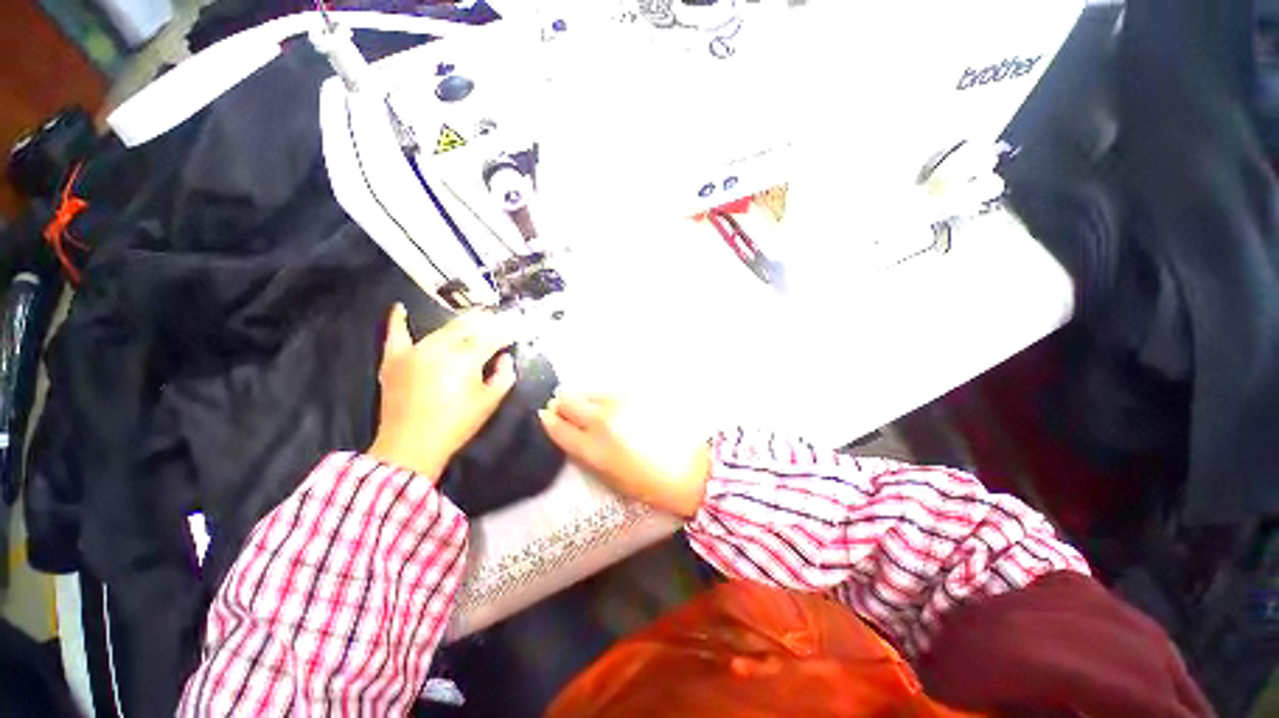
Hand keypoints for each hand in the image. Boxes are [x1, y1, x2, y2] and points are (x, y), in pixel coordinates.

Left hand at [368, 305, 517, 479]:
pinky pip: (396, 335)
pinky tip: (400, 309)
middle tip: (497, 320)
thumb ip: (504, 376)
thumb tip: (505, 358)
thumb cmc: (456, 425)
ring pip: (441, 329)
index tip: (515, 332)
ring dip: (459, 324)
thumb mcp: (489, 403)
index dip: (506, 334)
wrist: (410, 446)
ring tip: (472, 320)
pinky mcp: (394, 359)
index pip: (491, 338)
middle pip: (467, 327)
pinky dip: (398, 321)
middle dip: (485, 322)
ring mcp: (414, 351)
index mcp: (466, 360)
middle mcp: (440, 348)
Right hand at [538, 395, 711, 516]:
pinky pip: (610, 391)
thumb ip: (586, 453)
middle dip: (561, 404)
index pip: (558, 427)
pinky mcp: (638, 394)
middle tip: (563, 408)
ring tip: (587, 406)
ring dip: (582, 398)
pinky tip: (611, 405)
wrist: (691, 469)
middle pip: (568, 401)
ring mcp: (621, 403)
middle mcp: (602, 421)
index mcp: (593, 449)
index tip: (545, 416)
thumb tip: (572, 433)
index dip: (548, 421)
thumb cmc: (649, 484)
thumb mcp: (609, 477)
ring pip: (589, 392)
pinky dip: (603, 397)